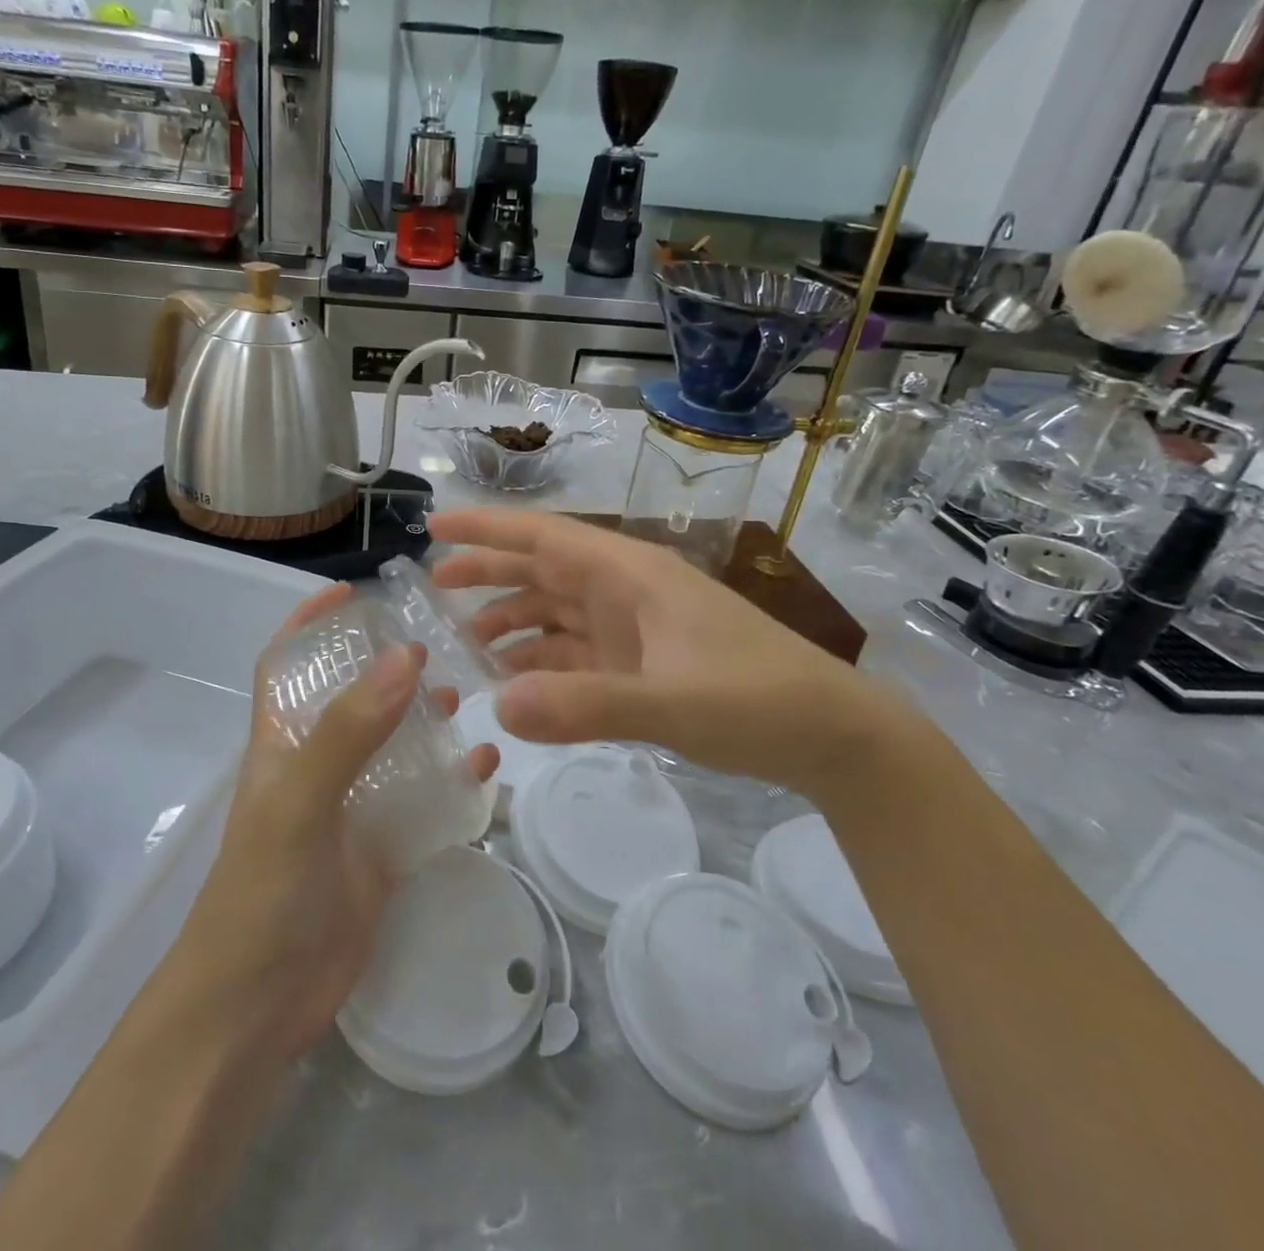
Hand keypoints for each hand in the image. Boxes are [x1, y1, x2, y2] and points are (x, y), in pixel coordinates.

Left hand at [174, 583, 497, 1061]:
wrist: (259, 1008)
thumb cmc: (263, 893)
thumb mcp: (300, 803)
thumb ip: (348, 731)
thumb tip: (403, 657)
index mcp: (282, 745)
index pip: (287, 666)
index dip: (309, 624)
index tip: (350, 590)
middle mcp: (317, 767)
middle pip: (352, 699)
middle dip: (386, 666)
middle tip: (437, 640)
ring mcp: (351, 809)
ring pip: (394, 747)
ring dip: (425, 719)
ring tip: (468, 693)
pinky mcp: (381, 850)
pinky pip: (424, 801)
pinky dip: (453, 781)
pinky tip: (487, 765)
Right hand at [429, 509, 917, 797]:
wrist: (829, 735)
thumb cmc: (757, 701)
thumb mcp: (673, 704)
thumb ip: (586, 706)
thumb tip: (497, 706)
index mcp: (630, 575)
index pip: (545, 537)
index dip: (488, 529)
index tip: (436, 528)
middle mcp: (624, 593)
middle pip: (542, 570)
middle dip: (488, 573)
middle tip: (434, 586)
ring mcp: (631, 630)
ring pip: (554, 612)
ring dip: (511, 621)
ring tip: (464, 643)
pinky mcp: (638, 665)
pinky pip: (573, 653)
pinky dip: (539, 661)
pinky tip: (512, 680)